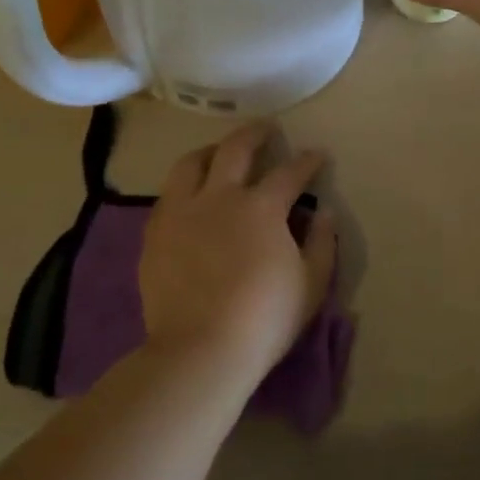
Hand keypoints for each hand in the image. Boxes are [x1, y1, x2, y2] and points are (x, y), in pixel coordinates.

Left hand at [139, 124, 337, 379]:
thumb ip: (321, 243)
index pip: (290, 172)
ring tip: (218, 152)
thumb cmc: (264, 319)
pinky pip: (168, 195)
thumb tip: (323, 213)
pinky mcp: (156, 233)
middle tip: (266, 129)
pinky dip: (184, 185)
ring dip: (210, 151)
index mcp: (262, 207)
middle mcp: (221, 197)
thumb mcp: (311, 284)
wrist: (200, 351)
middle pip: (236, 149)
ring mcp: (183, 212)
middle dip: (255, 134)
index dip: (307, 161)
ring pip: (192, 163)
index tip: (317, 155)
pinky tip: (189, 194)